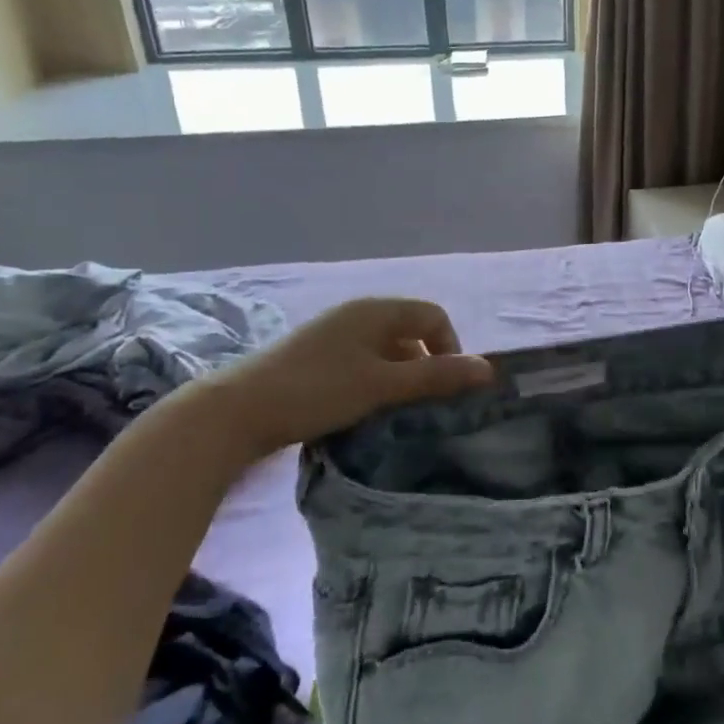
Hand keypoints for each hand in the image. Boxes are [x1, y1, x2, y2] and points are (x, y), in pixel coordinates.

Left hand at [199, 297, 494, 460]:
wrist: (236, 411)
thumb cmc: (317, 390)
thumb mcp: (383, 385)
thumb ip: (436, 376)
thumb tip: (488, 370)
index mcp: (375, 310)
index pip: (433, 316)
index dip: (450, 348)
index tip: (447, 388)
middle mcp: (357, 315)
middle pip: (411, 333)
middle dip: (426, 366)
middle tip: (424, 405)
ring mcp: (334, 336)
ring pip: (386, 351)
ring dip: (400, 378)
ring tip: (395, 413)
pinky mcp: (316, 359)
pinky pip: (362, 364)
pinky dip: (375, 383)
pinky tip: (364, 411)